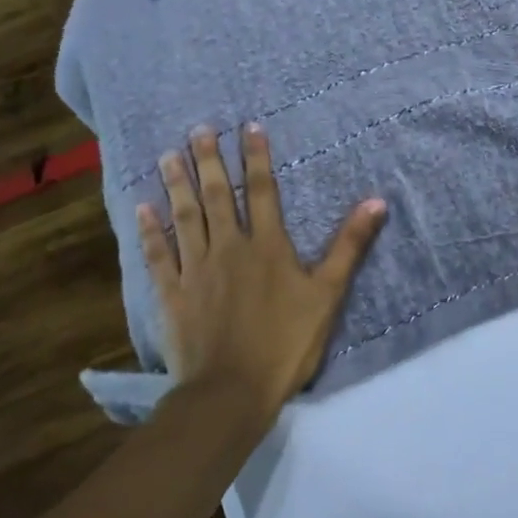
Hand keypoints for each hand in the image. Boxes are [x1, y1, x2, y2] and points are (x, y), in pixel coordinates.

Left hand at [139, 124, 386, 424]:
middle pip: (218, 196)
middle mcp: (228, 248)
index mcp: (267, 247)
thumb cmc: (286, 343)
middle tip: (199, 129)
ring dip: (177, 184)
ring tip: (169, 154)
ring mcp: (195, 269)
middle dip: (210, 160)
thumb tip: (376, 202)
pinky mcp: (172, 293)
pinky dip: (149, 231)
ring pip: (185, 217)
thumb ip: (349, 246)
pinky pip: (157, 255)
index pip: (263, 192)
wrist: (231, 390)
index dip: (257, 158)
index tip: (249, 127)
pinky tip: (141, 208)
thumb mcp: (328, 295)